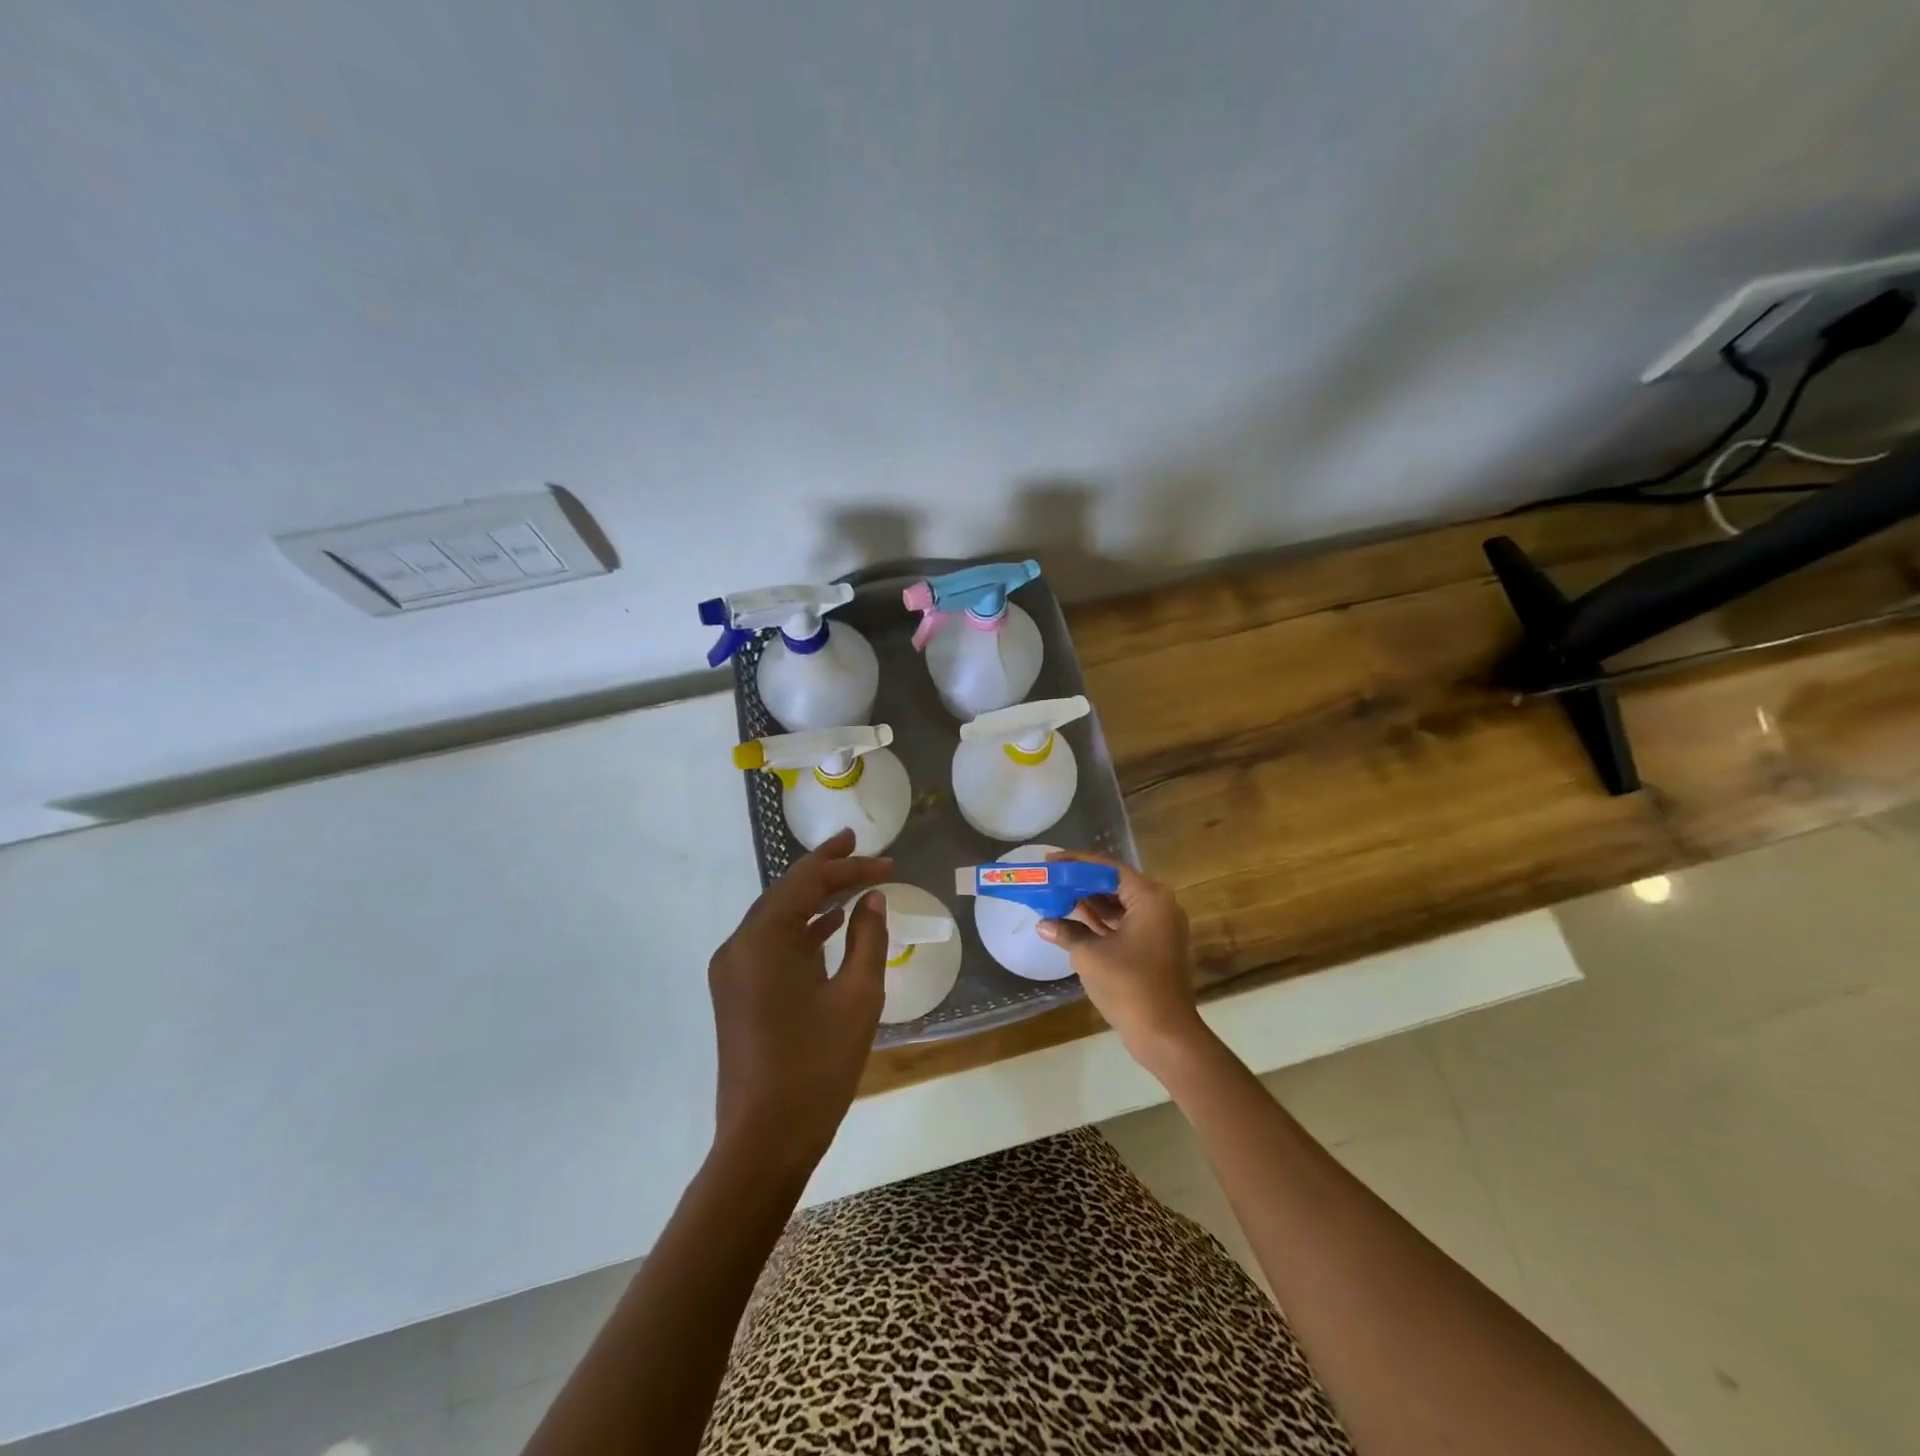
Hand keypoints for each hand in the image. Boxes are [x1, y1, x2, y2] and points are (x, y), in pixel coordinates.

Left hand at [707, 828, 892, 1177]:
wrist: (764, 1141)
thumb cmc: (816, 1067)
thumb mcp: (857, 997)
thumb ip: (867, 939)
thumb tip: (872, 899)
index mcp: (763, 939)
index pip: (806, 881)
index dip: (847, 865)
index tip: (886, 861)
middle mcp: (739, 946)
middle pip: (786, 892)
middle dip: (827, 870)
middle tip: (862, 849)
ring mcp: (733, 971)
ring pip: (777, 917)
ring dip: (814, 898)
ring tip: (852, 878)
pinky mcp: (738, 993)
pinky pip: (771, 944)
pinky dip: (802, 930)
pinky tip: (830, 925)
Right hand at [1037, 852, 1206, 1068]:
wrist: (1165, 1035)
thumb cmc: (1129, 985)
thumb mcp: (1090, 955)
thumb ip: (1066, 932)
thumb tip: (1043, 923)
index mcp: (1150, 898)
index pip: (1109, 868)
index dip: (1076, 863)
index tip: (1050, 862)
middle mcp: (1161, 906)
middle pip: (1115, 884)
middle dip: (1082, 883)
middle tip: (1050, 879)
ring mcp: (1160, 928)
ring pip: (1120, 905)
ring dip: (1090, 903)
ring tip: (1056, 897)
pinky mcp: (1156, 948)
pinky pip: (1125, 923)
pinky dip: (1101, 922)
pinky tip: (1073, 922)